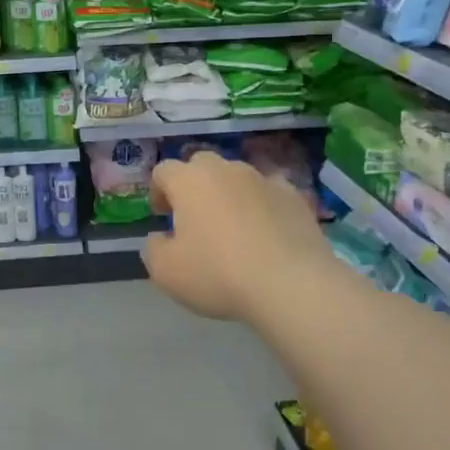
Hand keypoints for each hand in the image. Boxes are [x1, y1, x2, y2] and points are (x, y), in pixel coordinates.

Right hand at [142, 153, 337, 325]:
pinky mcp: (296, 197)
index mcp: (190, 181)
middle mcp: (226, 170)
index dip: (158, 191)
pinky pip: (269, 193)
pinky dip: (262, 206)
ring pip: (238, 177)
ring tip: (233, 228)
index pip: (164, 170)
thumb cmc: (217, 274)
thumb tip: (161, 237)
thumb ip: (154, 248)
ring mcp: (264, 180)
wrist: (291, 284)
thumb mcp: (165, 271)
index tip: (161, 216)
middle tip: (193, 217)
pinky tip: (265, 234)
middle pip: (202, 165)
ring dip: (228, 194)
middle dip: (193, 185)